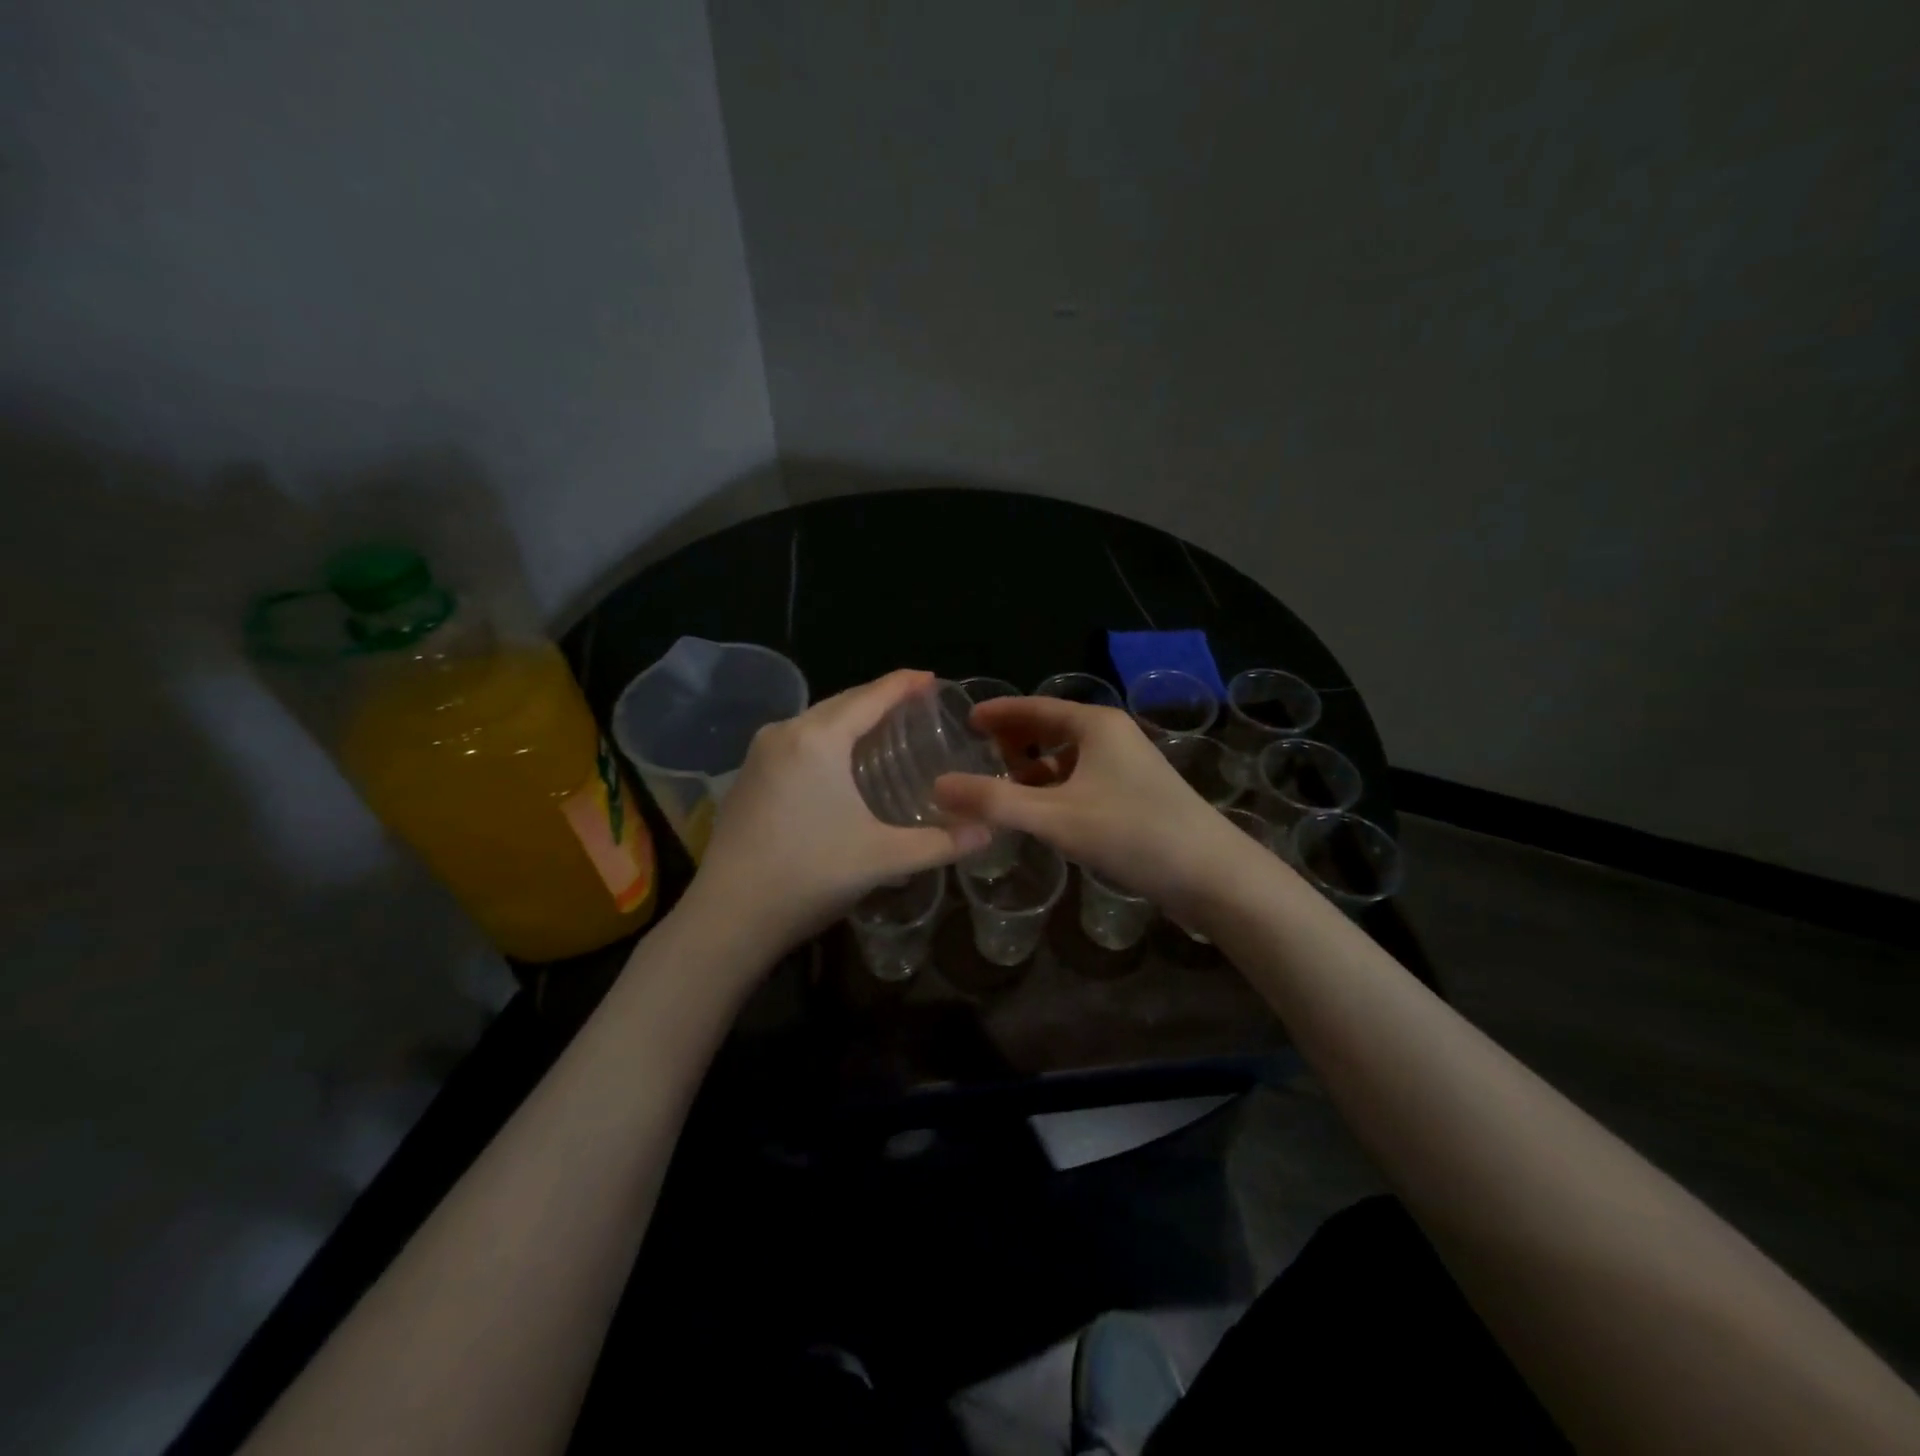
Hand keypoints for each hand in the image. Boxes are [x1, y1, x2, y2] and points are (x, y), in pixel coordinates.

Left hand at [686, 670, 991, 953]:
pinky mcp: (747, 776)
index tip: (933, 678)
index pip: (871, 696)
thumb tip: (989, 831)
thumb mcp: (883, 858)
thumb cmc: (810, 875)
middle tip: (917, 705)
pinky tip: (840, 762)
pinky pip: (796, 740)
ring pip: (816, 720)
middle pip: (842, 703)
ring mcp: (760, 753)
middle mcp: (786, 732)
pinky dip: (826, 738)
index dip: (904, 684)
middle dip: (879, 698)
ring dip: (851, 719)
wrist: (729, 916)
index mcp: (818, 739)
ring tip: (885, 729)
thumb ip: (941, 843)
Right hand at [932, 696, 1264, 922]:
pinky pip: (1083, 778)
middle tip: (976, 755)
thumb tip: (937, 786)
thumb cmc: (1132, 833)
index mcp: (1094, 725)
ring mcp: (1128, 764)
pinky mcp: (1137, 793)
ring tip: (1001, 788)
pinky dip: (1056, 788)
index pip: (1033, 706)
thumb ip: (994, 802)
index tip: (964, 720)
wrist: (1212, 874)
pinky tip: (1042, 813)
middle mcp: (1113, 735)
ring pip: (1068, 756)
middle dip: (1014, 740)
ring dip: (1034, 768)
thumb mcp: (1054, 817)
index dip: (997, 713)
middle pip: (1051, 728)